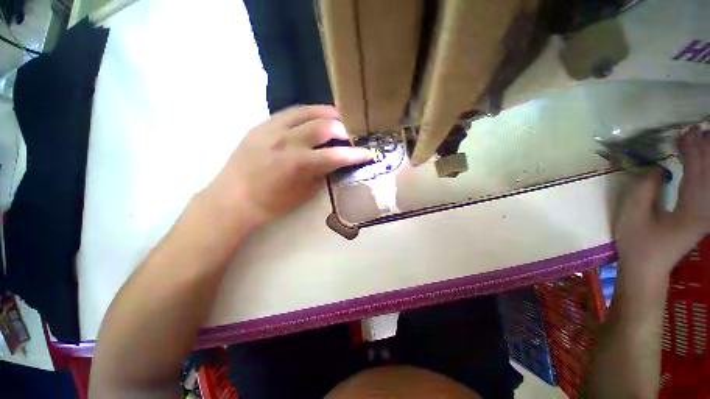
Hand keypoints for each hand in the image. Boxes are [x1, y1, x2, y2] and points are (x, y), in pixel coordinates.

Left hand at [202, 105, 371, 228]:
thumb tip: (335, 162)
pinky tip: (313, 119)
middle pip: (325, 125)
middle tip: (350, 136)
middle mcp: (288, 140)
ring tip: (337, 119)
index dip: (356, 154)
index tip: (368, 153)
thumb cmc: (272, 203)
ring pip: (308, 111)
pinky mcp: (262, 124)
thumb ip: (322, 173)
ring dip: (327, 114)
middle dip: (344, 130)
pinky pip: (291, 112)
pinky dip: (308, 114)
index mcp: (300, 163)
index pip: (337, 155)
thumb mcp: (305, 193)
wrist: (234, 198)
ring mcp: (273, 128)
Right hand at [614, 129, 709, 280]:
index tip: (685, 132)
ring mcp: (705, 214)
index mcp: (691, 211)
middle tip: (697, 130)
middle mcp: (705, 211)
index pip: (696, 174)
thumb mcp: (633, 216)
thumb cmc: (638, 243)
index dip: (692, 151)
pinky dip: (706, 173)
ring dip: (708, 160)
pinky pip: (708, 188)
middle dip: (705, 151)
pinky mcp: (702, 216)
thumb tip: (656, 167)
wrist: (647, 268)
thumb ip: (644, 188)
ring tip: (702, 140)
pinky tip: (702, 163)